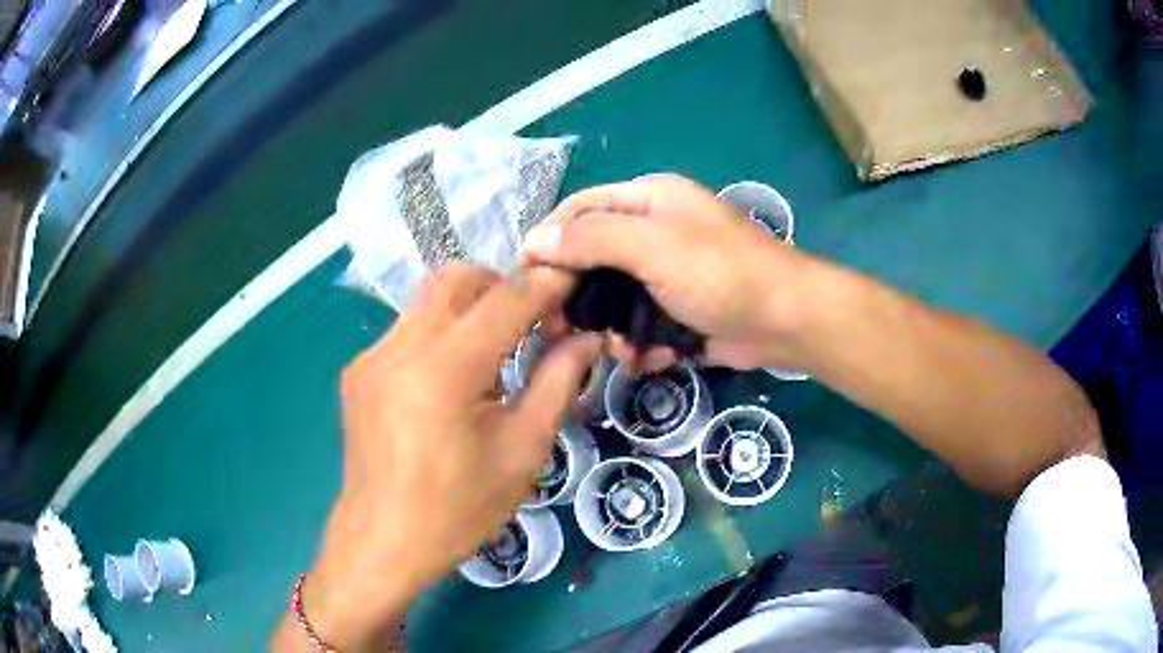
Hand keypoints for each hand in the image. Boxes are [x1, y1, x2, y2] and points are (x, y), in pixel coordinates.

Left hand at [290, 264, 599, 650]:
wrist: (383, 541)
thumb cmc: (459, 509)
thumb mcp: (522, 451)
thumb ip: (557, 383)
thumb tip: (587, 338)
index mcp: (445, 370)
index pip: (505, 299)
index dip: (547, 283)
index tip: (574, 282)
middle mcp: (401, 347)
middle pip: (458, 278)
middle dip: (503, 286)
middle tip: (533, 323)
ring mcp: (373, 356)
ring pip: (429, 298)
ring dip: (470, 307)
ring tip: (495, 352)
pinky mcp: (358, 370)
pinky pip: (407, 328)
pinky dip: (441, 333)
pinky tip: (451, 379)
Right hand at [521, 175, 811, 370]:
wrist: (786, 320)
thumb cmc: (720, 273)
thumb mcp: (652, 246)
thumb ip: (593, 239)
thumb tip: (536, 241)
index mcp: (650, 199)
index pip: (582, 208)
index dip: (550, 237)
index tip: (525, 277)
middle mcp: (657, 230)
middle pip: (596, 255)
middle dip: (578, 293)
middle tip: (557, 327)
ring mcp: (670, 272)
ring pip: (616, 295)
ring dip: (610, 325)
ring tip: (613, 350)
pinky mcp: (682, 309)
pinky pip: (644, 321)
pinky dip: (641, 342)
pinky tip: (647, 358)